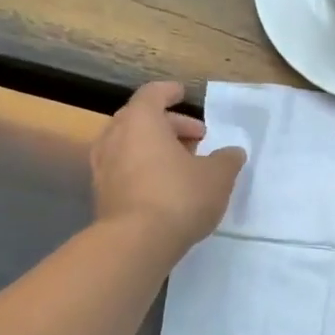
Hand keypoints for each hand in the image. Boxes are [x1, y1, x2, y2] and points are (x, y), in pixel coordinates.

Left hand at [90, 81, 244, 254]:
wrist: (136, 243)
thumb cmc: (179, 196)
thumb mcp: (217, 177)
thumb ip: (227, 160)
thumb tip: (232, 152)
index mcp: (141, 121)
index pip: (153, 94)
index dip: (170, 92)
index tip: (183, 94)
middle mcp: (115, 136)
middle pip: (140, 119)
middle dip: (169, 125)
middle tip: (196, 137)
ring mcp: (103, 166)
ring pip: (130, 145)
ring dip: (155, 148)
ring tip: (182, 163)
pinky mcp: (101, 193)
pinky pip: (124, 168)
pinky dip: (144, 168)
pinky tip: (165, 185)